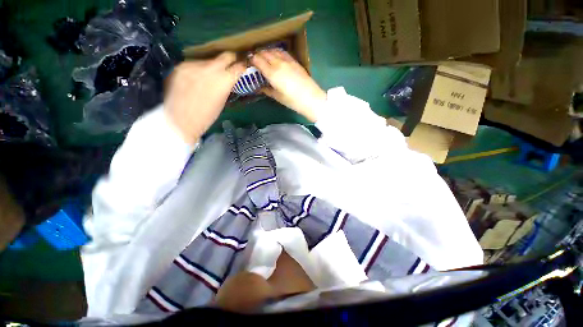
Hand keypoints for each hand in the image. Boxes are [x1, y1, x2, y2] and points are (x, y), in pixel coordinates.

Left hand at [164, 52, 244, 143]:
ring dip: (211, 67)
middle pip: (225, 55)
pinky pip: (194, 64)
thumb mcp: (222, 101)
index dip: (242, 66)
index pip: (238, 66)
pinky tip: (195, 80)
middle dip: (230, 60)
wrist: (179, 121)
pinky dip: (197, 70)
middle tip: (230, 65)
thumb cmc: (206, 117)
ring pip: (208, 60)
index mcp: (224, 80)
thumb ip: (226, 86)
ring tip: (207, 78)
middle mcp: (210, 68)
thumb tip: (227, 78)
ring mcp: (193, 65)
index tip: (243, 67)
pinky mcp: (180, 66)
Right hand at [251, 49, 325, 121]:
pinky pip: (283, 52)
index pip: (257, 60)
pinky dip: (276, 52)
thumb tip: (259, 87)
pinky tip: (276, 56)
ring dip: (266, 51)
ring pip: (273, 50)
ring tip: (264, 57)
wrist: (311, 98)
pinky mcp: (294, 61)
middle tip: (254, 60)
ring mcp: (287, 60)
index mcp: (272, 73)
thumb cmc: (293, 101)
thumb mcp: (277, 97)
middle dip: (257, 54)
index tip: (248, 62)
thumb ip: (266, 90)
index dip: (251, 59)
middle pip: (264, 53)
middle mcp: (278, 63)